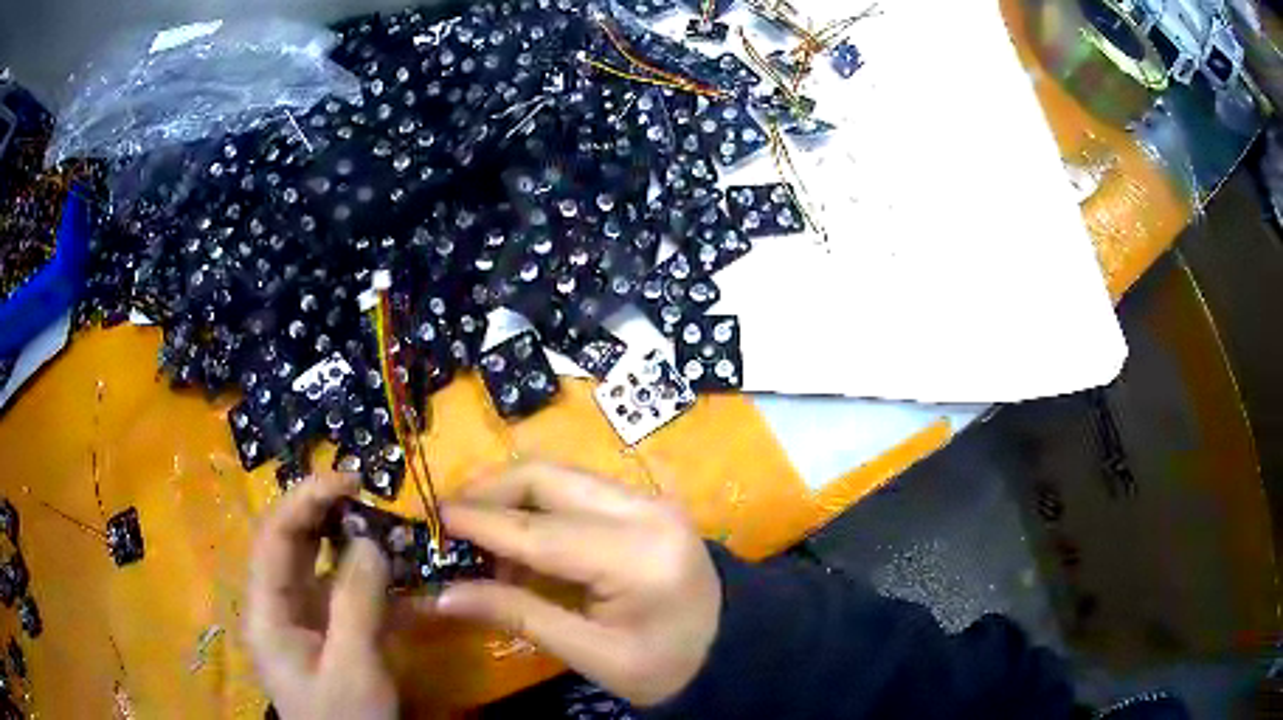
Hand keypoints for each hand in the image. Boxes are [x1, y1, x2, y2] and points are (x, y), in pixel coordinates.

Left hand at [246, 473, 396, 719]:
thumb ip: (357, 602)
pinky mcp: (325, 631)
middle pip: (292, 543)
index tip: (349, 480)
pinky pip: (340, 591)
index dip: (306, 498)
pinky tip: (393, 571)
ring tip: (383, 524)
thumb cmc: (345, 718)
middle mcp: (276, 603)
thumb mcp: (353, 666)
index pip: (275, 536)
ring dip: (348, 541)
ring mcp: (301, 617)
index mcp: (266, 609)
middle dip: (326, 513)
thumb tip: (370, 539)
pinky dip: (365, 576)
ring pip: (317, 564)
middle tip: (369, 494)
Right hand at [430, 463, 722, 706]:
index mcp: (637, 558)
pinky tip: (525, 540)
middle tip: (451, 518)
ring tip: (485, 540)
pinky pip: (579, 488)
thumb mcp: (592, 653)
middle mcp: (645, 511)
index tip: (433, 515)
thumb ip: (518, 615)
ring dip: (514, 497)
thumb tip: (444, 595)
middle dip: (491, 490)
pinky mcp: (647, 501)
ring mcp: (650, 499)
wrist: (731, 645)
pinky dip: (541, 505)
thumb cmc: (666, 665)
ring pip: (562, 475)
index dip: (480, 522)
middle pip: (549, 477)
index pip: (540, 531)